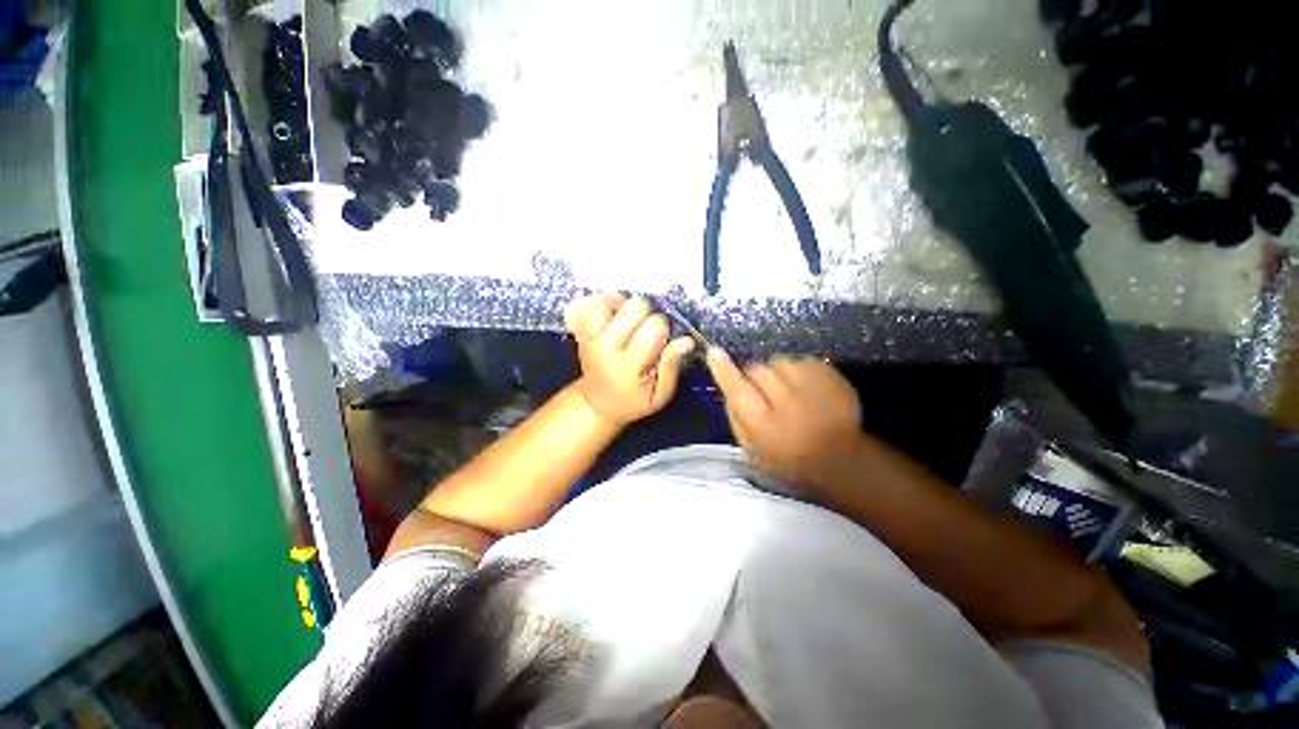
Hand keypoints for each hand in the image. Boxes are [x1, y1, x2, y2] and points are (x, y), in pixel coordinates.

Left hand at [564, 294, 695, 425]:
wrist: (598, 403)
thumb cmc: (633, 400)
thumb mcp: (659, 395)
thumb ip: (672, 367)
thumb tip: (685, 340)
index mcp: (628, 364)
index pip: (654, 326)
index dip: (664, 330)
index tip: (661, 344)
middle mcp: (606, 346)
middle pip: (635, 306)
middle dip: (648, 315)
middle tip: (646, 333)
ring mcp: (590, 336)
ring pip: (609, 299)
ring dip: (624, 306)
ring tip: (630, 323)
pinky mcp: (582, 330)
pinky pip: (590, 303)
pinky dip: (605, 304)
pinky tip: (615, 316)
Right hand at [706, 351, 862, 486]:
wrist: (842, 460)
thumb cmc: (789, 461)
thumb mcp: (752, 450)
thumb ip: (736, 419)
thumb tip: (728, 391)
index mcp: (765, 423)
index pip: (737, 388)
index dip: (723, 369)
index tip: (714, 352)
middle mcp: (788, 400)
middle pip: (756, 369)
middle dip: (752, 374)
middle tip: (759, 390)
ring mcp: (812, 385)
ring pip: (778, 360)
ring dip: (774, 370)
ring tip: (783, 387)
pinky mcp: (830, 375)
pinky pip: (800, 359)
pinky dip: (794, 368)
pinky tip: (801, 385)